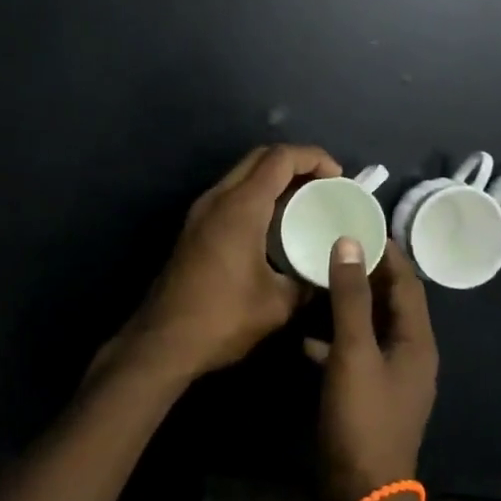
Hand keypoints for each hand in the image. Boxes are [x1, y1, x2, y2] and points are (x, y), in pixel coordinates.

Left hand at [105, 144, 342, 384]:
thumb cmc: (222, 318)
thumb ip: (305, 282)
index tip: (338, 177)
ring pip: (243, 174)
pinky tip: (274, 223)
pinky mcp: (194, 228)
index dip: (314, 158)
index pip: (281, 159)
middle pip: (260, 157)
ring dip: (274, 178)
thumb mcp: (277, 305)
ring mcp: (201, 211)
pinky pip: (232, 194)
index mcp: (241, 206)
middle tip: (323, 184)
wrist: (162, 342)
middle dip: (295, 162)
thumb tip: (323, 274)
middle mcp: (218, 198)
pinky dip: (257, 195)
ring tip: (304, 201)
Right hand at [305, 237, 438, 500]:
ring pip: (369, 326)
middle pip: (390, 301)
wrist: (362, 497)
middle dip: (365, 272)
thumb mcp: (354, 353)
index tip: (360, 222)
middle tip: (333, 243)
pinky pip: (354, 353)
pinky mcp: (369, 395)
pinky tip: (304, 336)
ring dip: (347, 303)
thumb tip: (350, 242)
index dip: (387, 251)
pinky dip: (334, 339)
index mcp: (416, 340)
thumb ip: (351, 297)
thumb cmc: (362, 419)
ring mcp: (389, 377)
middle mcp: (409, 354)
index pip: (407, 281)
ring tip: (315, 278)